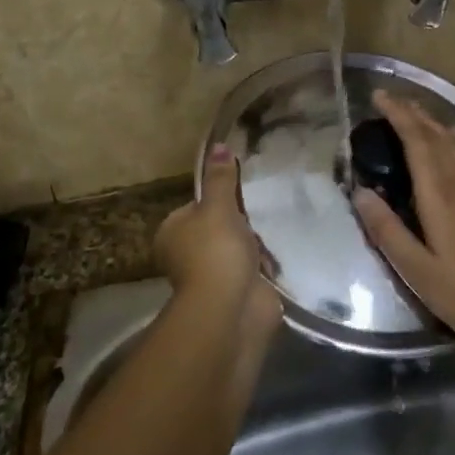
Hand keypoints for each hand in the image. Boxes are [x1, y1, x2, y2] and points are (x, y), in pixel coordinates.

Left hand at [154, 146, 281, 336]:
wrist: (232, 309)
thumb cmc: (216, 251)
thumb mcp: (219, 206)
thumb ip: (221, 178)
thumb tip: (218, 145)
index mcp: (172, 232)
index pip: (196, 206)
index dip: (219, 198)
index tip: (243, 191)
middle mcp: (186, 255)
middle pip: (218, 228)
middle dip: (240, 222)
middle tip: (265, 206)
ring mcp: (212, 276)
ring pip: (237, 249)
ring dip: (255, 243)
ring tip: (277, 224)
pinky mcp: (236, 292)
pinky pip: (253, 270)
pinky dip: (266, 264)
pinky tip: (282, 251)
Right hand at [353, 93, 454, 344]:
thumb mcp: (417, 270)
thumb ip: (387, 230)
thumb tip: (360, 192)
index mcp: (440, 194)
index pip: (416, 141)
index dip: (398, 115)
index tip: (379, 97)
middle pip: (436, 135)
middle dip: (413, 112)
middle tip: (391, 99)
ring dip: (436, 122)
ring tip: (418, 112)